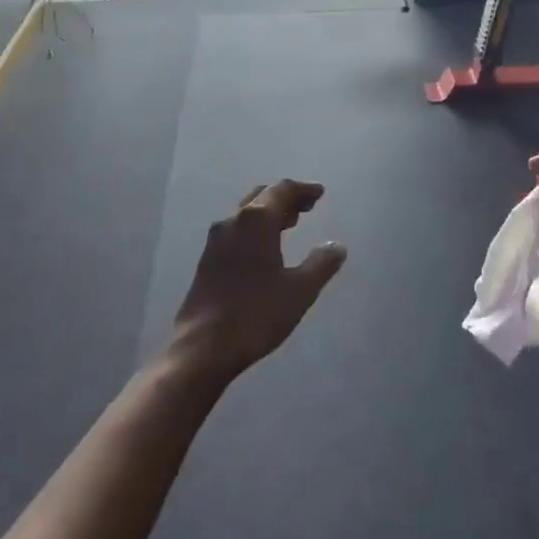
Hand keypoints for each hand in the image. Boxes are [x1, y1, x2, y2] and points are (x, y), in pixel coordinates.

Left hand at [170, 180, 345, 382]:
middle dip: (285, 198)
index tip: (319, 194)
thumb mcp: (300, 290)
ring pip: (246, 214)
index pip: (282, 190)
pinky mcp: (207, 261)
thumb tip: (337, 246)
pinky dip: (255, 229)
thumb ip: (321, 264)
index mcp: (257, 220)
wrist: (202, 347)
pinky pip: (236, 231)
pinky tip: (264, 249)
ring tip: (289, 225)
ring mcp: (216, 241)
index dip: (303, 190)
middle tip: (307, 207)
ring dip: (269, 213)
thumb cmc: (256, 313)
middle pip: (262, 196)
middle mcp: (233, 221)